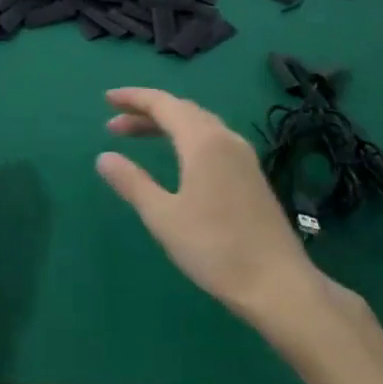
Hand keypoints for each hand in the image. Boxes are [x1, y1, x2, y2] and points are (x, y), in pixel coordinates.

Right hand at [95, 87, 355, 323]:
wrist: (278, 285)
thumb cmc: (215, 248)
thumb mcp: (163, 216)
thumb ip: (132, 182)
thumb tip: (104, 158)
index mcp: (203, 142)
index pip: (163, 104)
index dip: (133, 98)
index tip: (106, 100)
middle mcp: (226, 139)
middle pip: (182, 110)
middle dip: (146, 112)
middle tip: (114, 125)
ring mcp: (243, 157)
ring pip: (199, 125)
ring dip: (166, 125)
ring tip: (137, 137)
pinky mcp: (251, 175)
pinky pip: (212, 140)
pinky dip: (185, 138)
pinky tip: (176, 159)